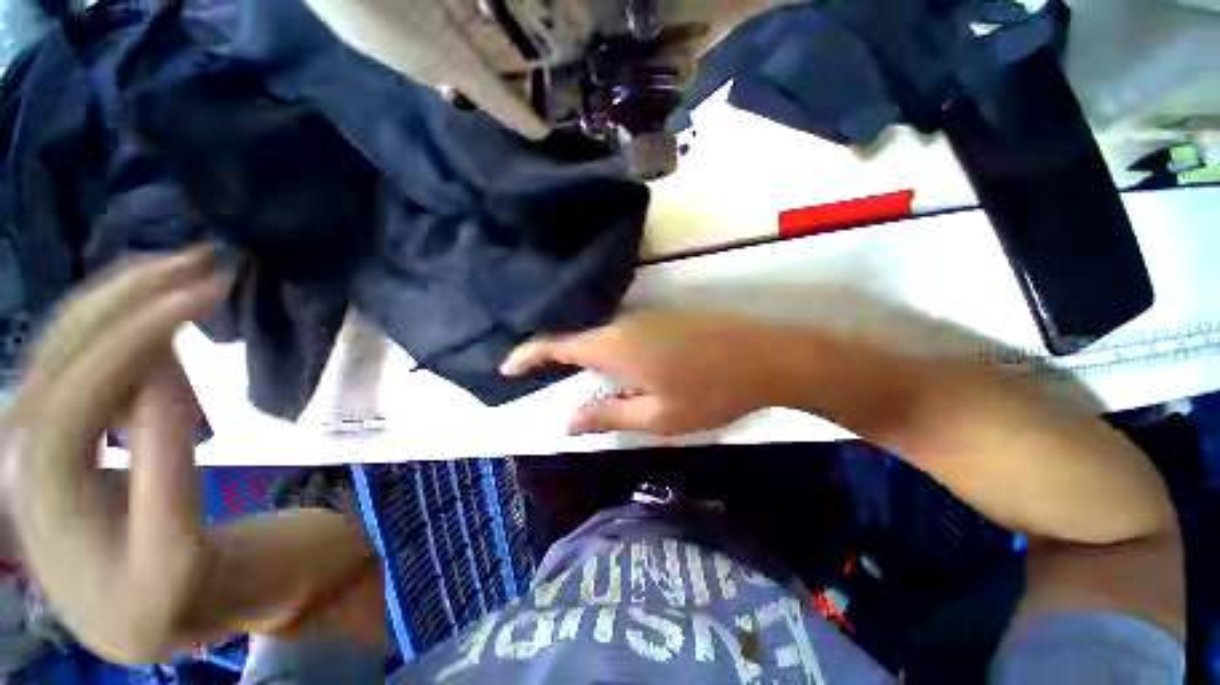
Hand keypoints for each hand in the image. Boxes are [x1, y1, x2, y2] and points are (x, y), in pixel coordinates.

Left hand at [0, 247, 232, 661]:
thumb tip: (166, 370)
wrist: (149, 619)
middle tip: (203, 259)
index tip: (208, 292)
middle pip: (64, 349)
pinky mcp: (64, 433)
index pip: (81, 384)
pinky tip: (153, 311)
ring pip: (67, 345)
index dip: (141, 332)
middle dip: (130, 294)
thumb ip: (165, 463)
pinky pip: (83, 362)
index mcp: (46, 490)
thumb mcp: (179, 549)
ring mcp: (39, 438)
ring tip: (183, 269)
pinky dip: (119, 325)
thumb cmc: (170, 597)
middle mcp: (24, 451)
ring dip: (124, 298)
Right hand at [502, 312, 789, 435]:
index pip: (557, 344)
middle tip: (542, 377)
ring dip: (583, 351)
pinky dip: (607, 346)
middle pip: (577, 335)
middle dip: (553, 355)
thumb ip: (608, 415)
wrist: (765, 357)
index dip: (528, 355)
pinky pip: (622, 329)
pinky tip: (615, 363)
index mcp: (615, 346)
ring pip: (600, 332)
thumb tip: (568, 422)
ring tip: (575, 375)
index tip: (507, 367)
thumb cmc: (710, 392)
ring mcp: (646, 316)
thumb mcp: (656, 416)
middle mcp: (624, 323)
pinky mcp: (664, 316)